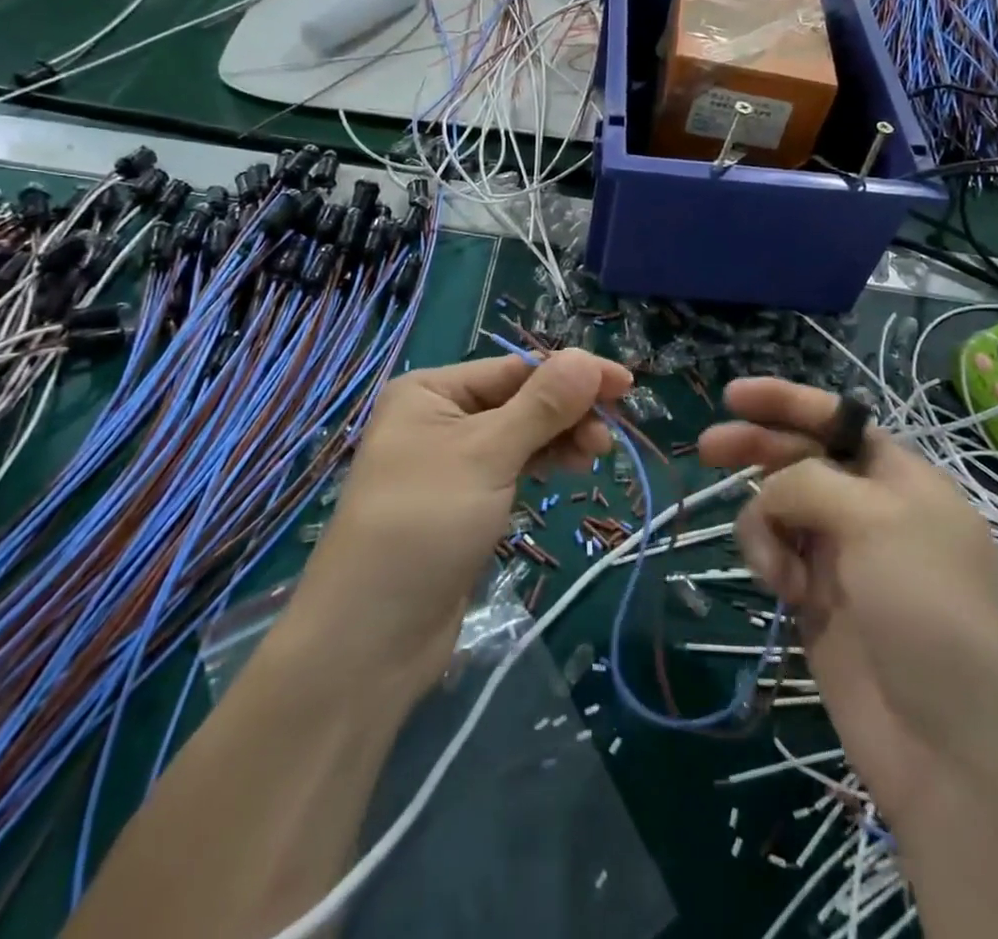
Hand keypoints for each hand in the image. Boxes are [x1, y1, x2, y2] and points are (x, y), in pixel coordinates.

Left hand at [287, 351, 631, 698]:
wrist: (371, 638)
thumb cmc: (424, 525)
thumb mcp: (487, 455)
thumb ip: (541, 406)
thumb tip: (587, 359)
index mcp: (431, 390)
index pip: (515, 368)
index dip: (572, 374)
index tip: (626, 384)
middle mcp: (438, 417)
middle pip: (519, 399)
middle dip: (567, 411)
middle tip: (609, 436)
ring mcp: (451, 461)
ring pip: (520, 434)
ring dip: (560, 438)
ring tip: (597, 456)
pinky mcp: (465, 500)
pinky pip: (513, 466)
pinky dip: (543, 462)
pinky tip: (570, 468)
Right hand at [699, 378, 997, 831]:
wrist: (953, 749)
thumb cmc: (928, 608)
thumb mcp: (878, 520)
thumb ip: (810, 482)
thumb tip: (769, 492)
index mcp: (899, 477)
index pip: (835, 420)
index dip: (786, 401)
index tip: (733, 395)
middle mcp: (868, 508)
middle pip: (799, 458)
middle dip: (755, 448)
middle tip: (707, 450)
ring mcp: (839, 555)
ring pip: (777, 507)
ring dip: (762, 522)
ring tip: (772, 567)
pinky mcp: (814, 600)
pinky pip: (772, 553)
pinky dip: (765, 559)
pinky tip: (778, 590)